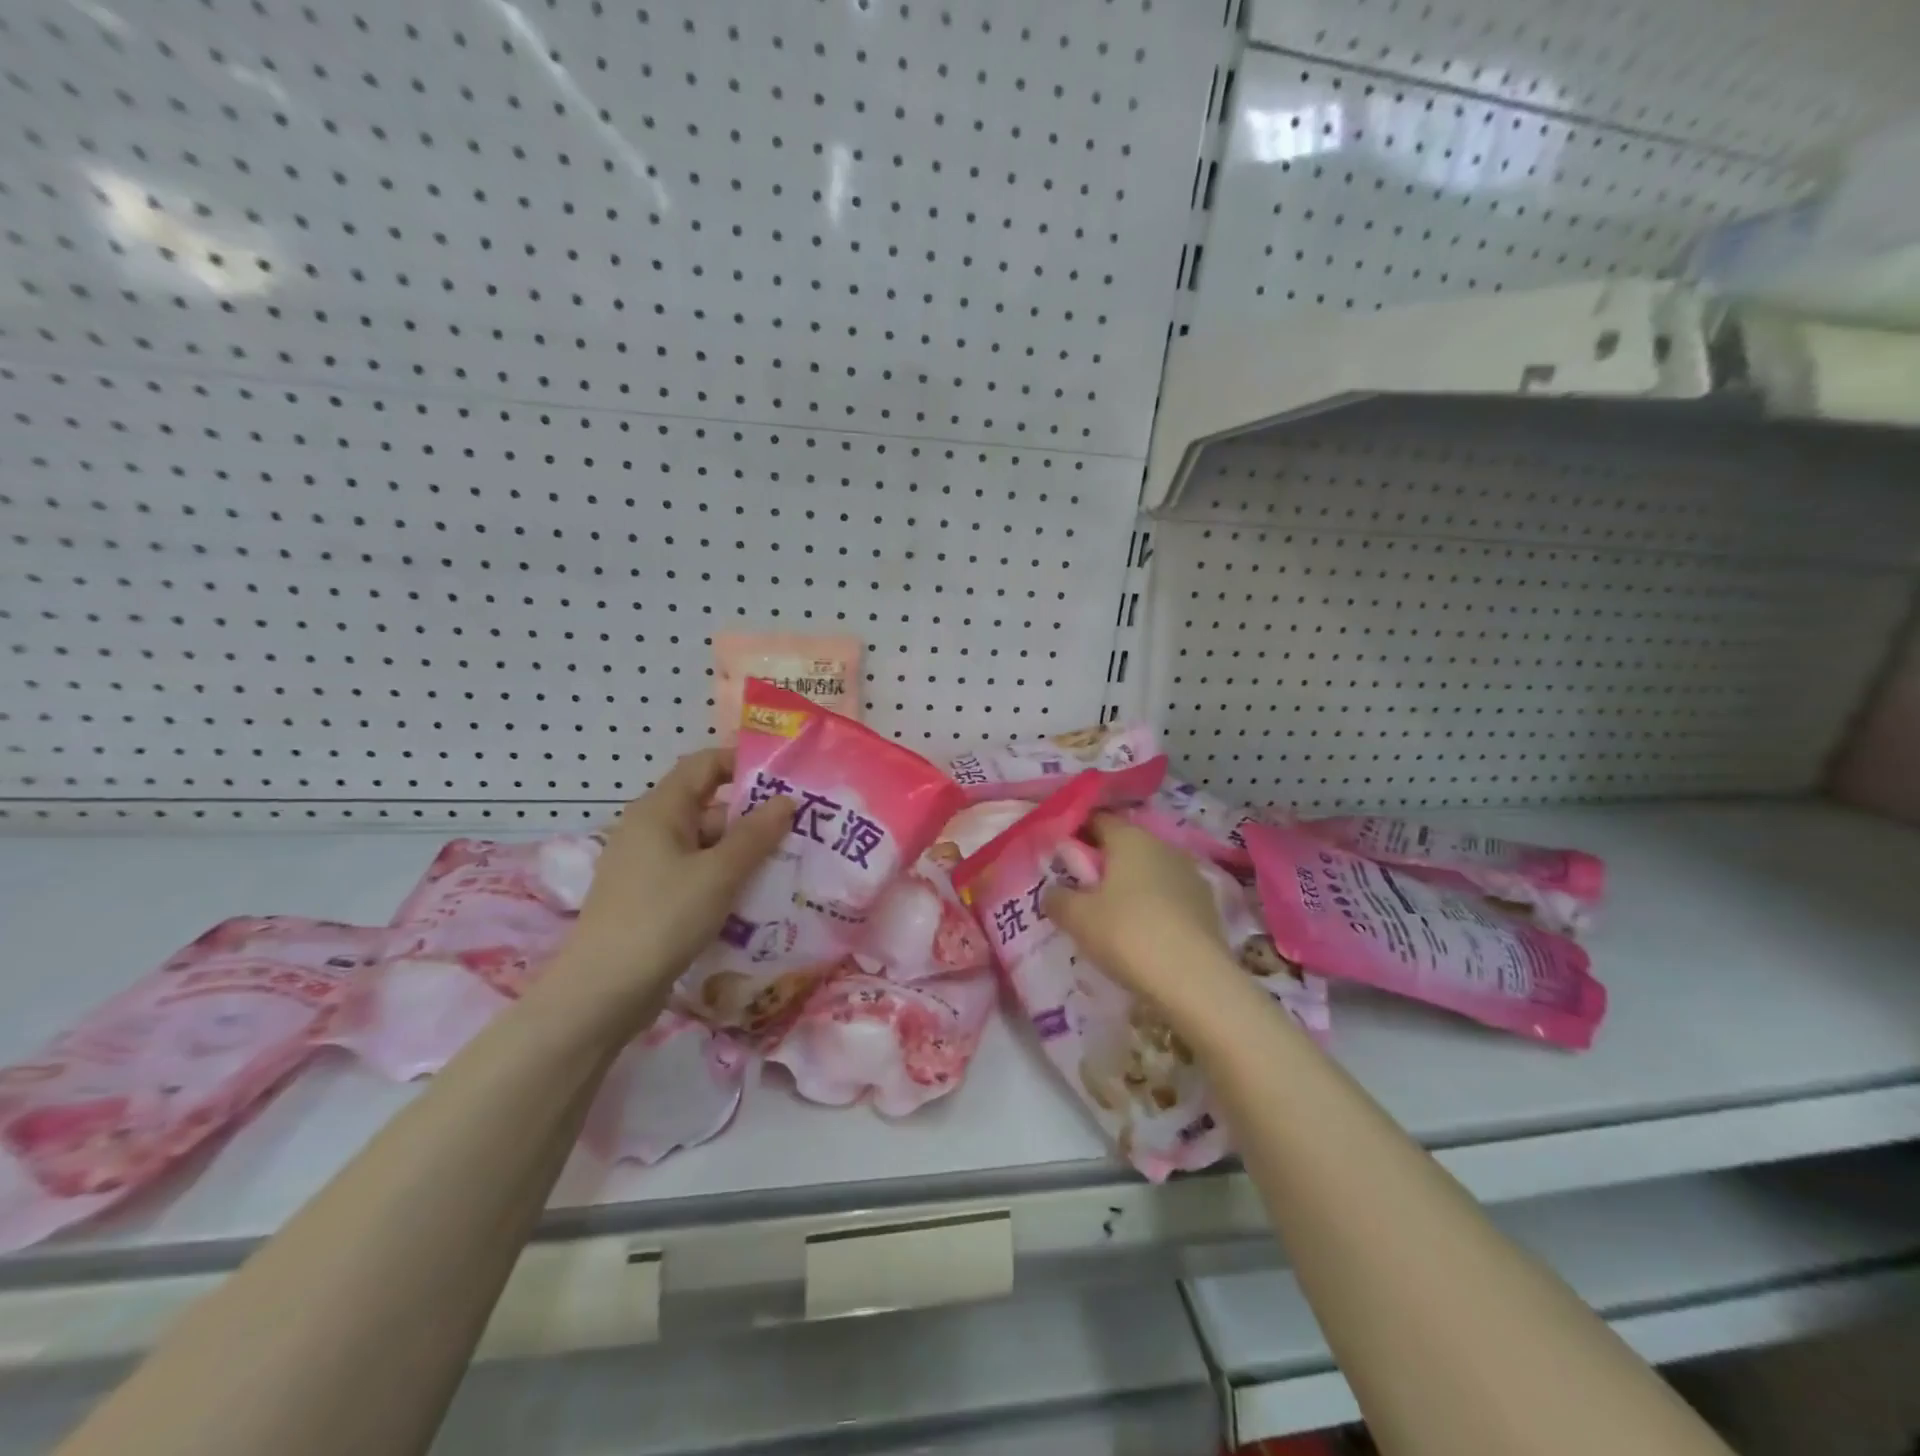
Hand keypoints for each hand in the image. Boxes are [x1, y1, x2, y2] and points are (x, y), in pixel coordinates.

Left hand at [548, 749, 793, 1028]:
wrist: (603, 993)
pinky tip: (755, 899)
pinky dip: (724, 880)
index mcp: (660, 809)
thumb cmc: (662, 918)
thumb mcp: (718, 873)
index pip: (705, 764)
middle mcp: (650, 829)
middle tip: (800, 832)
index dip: (743, 764)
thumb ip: (755, 835)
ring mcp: (648, 865)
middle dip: (753, 818)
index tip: (785, 781)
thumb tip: (786, 801)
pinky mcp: (651, 898)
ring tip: (788, 867)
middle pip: (709, 807)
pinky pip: (696, 874)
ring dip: (743, 854)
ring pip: (705, 845)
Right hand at [1043, 814, 1238, 1014]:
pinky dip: (1154, 906)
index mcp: (1130, 838)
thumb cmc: (1127, 934)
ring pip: (1150, 870)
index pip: (1097, 819)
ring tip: (1112, 916)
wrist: (1195, 980)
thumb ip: (1057, 898)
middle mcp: (1163, 846)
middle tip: (1081, 890)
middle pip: (1125, 845)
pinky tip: (1143, 933)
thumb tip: (1053, 891)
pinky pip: (1169, 896)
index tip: (1060, 857)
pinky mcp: (1207, 904)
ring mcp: (1190, 874)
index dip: (1076, 833)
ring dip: (1131, 885)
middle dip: (1104, 862)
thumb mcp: (1077, 918)